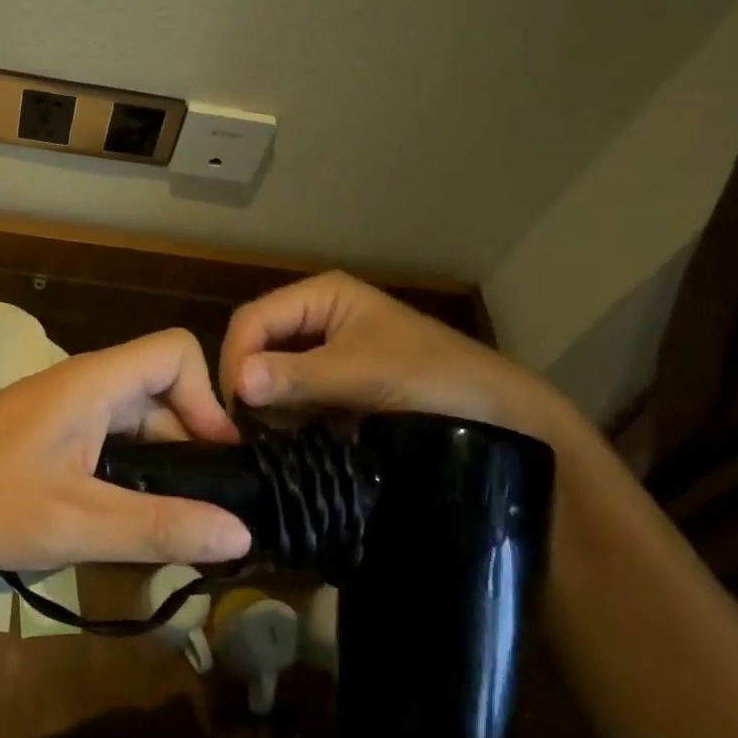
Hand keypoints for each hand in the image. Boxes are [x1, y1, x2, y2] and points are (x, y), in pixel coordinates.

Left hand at [0, 328, 252, 570]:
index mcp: (96, 383)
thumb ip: (157, 526)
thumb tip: (241, 532)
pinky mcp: (45, 439)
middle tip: (202, 515)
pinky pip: (106, 445)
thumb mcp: (72, 521)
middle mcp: (84, 386)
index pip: (177, 351)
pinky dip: (126, 477)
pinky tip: (120, 525)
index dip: (208, 398)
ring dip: (159, 468)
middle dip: (191, 445)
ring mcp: (62, 412)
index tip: (218, 463)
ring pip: (135, 423)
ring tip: (168, 529)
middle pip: (163, 391)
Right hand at [219, 271, 581, 444]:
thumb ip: (298, 376)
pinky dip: (286, 418)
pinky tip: (289, 442)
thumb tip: (238, 383)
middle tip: (247, 432)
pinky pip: (294, 397)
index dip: (236, 359)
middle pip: (258, 345)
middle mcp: (318, 317)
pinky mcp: (336, 386)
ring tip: (268, 441)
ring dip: (266, 405)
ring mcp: (327, 353)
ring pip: (272, 375)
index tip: (235, 410)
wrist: (502, 418)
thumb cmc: (434, 379)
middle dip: (249, 384)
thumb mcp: (362, 373)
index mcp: (322, 296)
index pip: (253, 320)